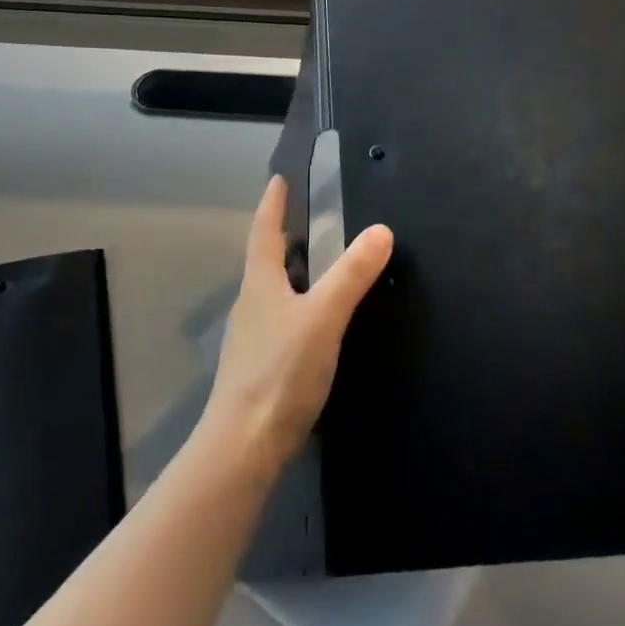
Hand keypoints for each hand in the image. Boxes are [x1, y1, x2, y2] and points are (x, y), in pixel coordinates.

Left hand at [201, 177, 392, 478]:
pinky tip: (313, 321)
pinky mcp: (259, 366)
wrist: (243, 445)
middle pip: (265, 260)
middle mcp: (250, 305)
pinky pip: (279, 320)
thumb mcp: (322, 318)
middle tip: (307, 218)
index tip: (278, 179)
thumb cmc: (280, 372)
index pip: (264, 232)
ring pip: (272, 292)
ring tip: (315, 264)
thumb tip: (381, 230)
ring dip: (290, 272)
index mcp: (260, 284)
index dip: (272, 204)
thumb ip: (351, 275)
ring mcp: (252, 337)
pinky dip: (296, 306)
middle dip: (282, 236)